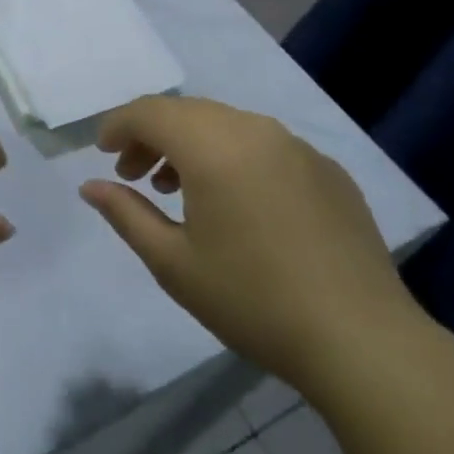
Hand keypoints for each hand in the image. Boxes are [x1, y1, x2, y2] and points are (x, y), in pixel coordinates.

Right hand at [79, 96, 422, 396]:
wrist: (362, 341)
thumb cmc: (253, 300)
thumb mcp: (173, 263)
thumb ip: (126, 214)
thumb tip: (90, 186)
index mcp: (212, 145)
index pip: (149, 112)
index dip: (118, 126)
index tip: (102, 153)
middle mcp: (253, 129)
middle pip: (186, 112)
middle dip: (151, 135)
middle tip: (134, 175)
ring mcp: (296, 146)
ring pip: (225, 123)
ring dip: (191, 144)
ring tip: (178, 188)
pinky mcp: (326, 168)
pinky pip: (264, 144)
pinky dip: (233, 156)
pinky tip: (237, 202)